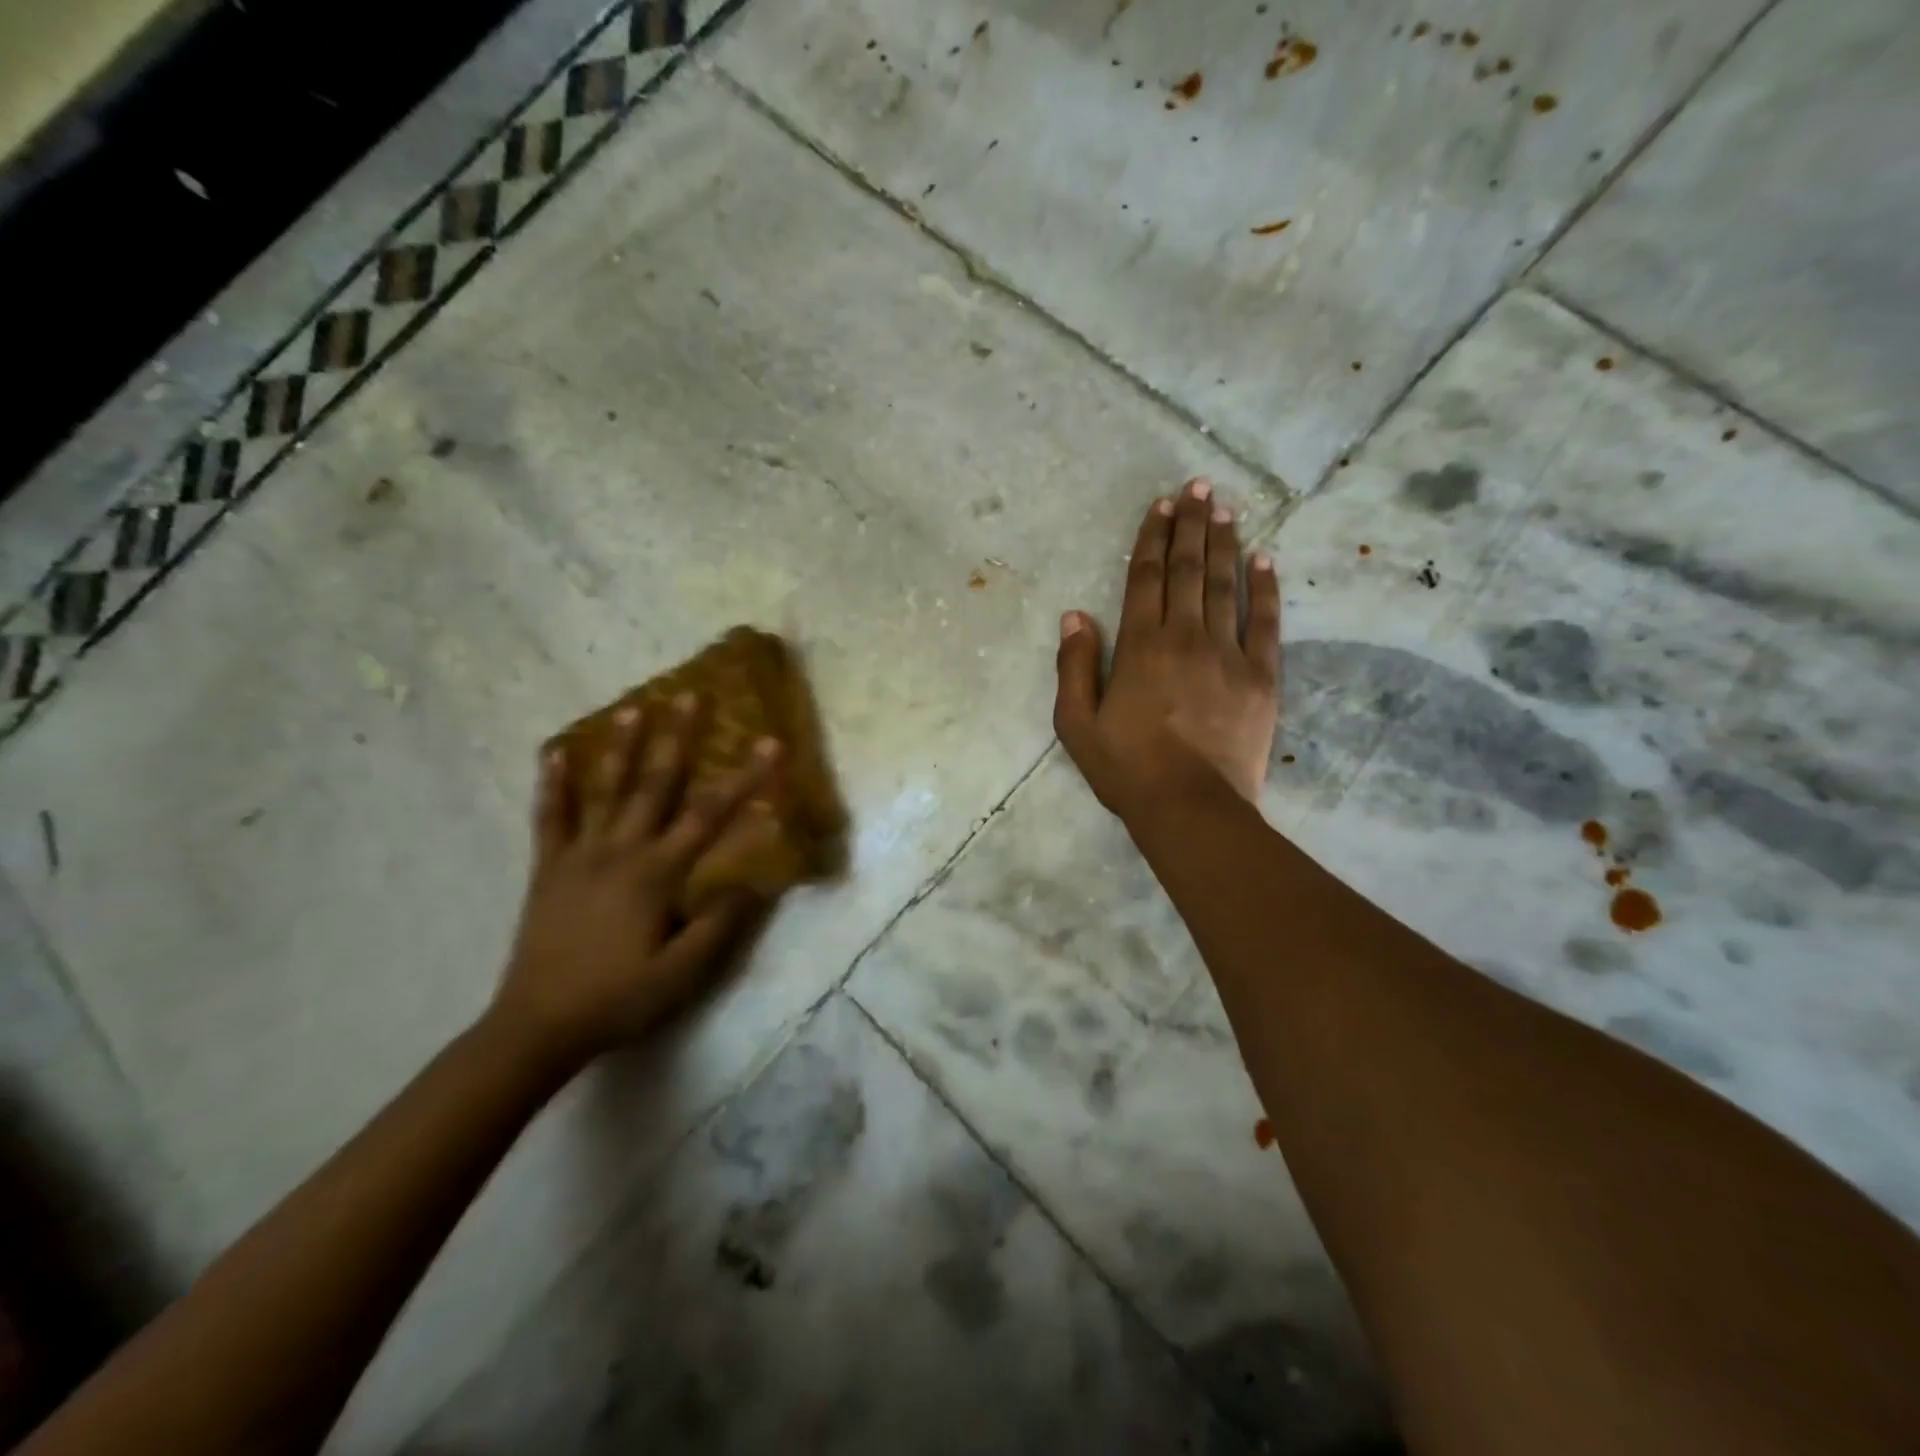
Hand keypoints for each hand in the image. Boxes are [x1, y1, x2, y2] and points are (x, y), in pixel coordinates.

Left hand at [492, 695, 781, 1066]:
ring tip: (633, 706)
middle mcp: (620, 851)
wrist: (536, 1027)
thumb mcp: (681, 974)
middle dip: (678, 737)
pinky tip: (553, 754)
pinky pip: (550, 818)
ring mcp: (580, 856)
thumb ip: (719, 925)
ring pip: (605, 789)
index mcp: (657, 874)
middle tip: (691, 694)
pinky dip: (552, 784)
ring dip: (621, 746)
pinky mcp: (549, 869)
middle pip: (655, 784)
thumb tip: (753, 880)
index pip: (710, 815)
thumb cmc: (617, 1000)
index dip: (745, 777)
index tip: (770, 743)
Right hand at [1053, 478, 1280, 815]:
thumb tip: (1074, 615)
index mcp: (1140, 646)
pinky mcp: (1261, 677)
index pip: (1146, 578)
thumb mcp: (1076, 724)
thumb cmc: (1126, 768)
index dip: (1153, 538)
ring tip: (1226, 508)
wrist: (1190, 806)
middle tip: (1199, 487)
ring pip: (1225, 586)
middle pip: (1188, 570)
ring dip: (1225, 544)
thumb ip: (1073, 666)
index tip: (1161, 506)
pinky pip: (1266, 622)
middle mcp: (1185, 637)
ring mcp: (1228, 654)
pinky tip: (1265, 561)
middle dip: (1192, 525)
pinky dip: (1266, 589)